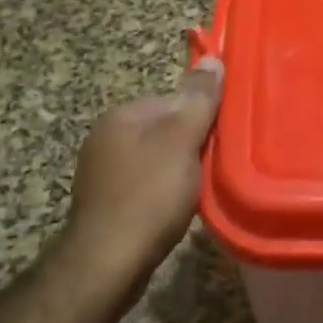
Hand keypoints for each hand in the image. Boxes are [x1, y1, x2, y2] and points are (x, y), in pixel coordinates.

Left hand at [58, 58, 223, 296]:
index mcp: (122, 115)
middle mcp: (105, 136)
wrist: (107, 263)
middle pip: (164, 129)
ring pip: (156, 159)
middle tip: (213, 167)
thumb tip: (212, 58)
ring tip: (197, 191)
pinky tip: (175, 209)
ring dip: (178, 171)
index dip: (200, 117)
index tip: (220, 139)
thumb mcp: (182, 140)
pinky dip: (162, 193)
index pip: (172, 100)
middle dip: (190, 145)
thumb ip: (198, 99)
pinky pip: (145, 185)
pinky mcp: (105, 203)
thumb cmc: (148, 195)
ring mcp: (101, 172)